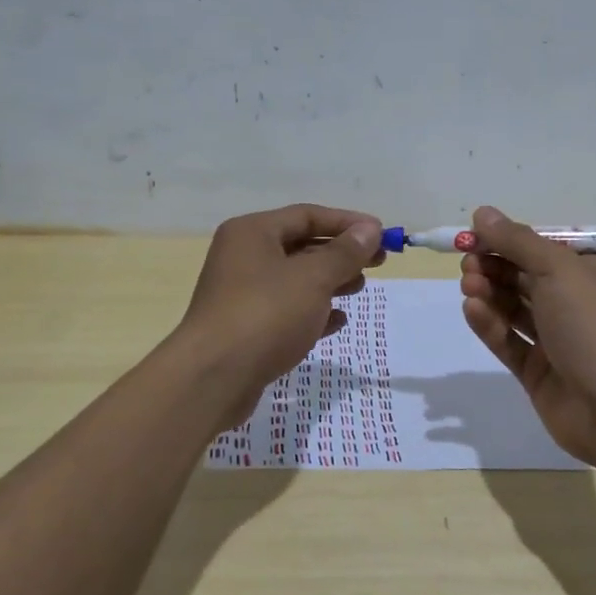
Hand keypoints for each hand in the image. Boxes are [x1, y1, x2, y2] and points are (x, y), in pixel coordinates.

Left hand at [173, 204, 385, 431]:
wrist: (213, 379)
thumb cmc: (265, 315)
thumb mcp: (312, 278)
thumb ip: (344, 253)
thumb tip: (370, 229)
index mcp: (252, 233)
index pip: (307, 215)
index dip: (347, 223)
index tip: (382, 234)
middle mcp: (243, 256)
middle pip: (301, 246)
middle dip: (341, 253)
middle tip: (379, 262)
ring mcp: (242, 294)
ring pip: (296, 279)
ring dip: (330, 282)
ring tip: (360, 288)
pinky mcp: (246, 328)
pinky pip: (287, 310)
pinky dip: (313, 312)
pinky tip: (338, 321)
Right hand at [459, 206, 595, 467]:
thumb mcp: (558, 269)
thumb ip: (517, 241)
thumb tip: (483, 212)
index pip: (546, 250)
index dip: (510, 241)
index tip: (475, 236)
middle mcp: (579, 306)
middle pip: (527, 278)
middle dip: (495, 267)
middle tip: (468, 262)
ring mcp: (560, 342)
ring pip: (516, 310)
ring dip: (490, 293)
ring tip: (467, 285)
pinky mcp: (540, 374)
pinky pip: (510, 342)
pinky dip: (491, 325)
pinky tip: (472, 310)